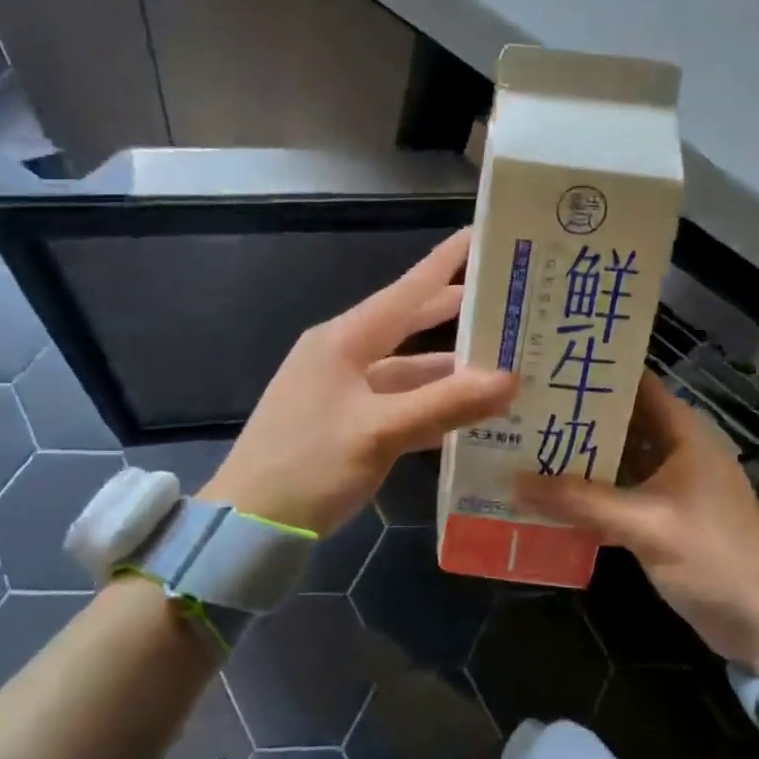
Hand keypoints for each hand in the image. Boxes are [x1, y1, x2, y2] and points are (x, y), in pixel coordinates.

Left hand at [199, 229, 518, 537]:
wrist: (247, 524)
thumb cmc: (308, 465)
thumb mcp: (378, 433)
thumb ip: (444, 404)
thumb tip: (510, 379)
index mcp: (344, 340)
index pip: (406, 290)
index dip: (445, 262)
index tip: (481, 234)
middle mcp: (342, 355)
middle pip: (408, 324)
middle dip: (455, 313)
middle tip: (507, 301)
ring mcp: (341, 390)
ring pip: (406, 369)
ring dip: (448, 369)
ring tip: (502, 362)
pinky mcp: (344, 423)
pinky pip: (396, 403)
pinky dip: (429, 405)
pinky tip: (465, 414)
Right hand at [515, 372, 758, 671]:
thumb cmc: (713, 558)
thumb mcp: (645, 525)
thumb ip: (580, 501)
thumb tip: (513, 481)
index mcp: (684, 433)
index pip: (635, 384)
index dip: (594, 373)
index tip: (545, 366)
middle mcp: (677, 449)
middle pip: (620, 421)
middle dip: (575, 416)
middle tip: (521, 408)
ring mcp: (671, 485)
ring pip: (618, 459)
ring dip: (579, 457)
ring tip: (525, 444)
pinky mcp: (664, 517)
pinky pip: (620, 493)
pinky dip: (591, 492)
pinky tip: (550, 495)